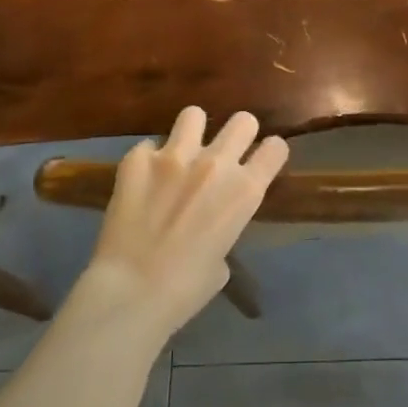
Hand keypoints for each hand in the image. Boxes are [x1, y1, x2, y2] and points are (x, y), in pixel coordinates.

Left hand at [81, 106, 288, 334]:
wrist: (132, 291)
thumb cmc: (186, 289)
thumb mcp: (222, 259)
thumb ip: (223, 226)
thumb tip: (208, 221)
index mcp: (245, 191)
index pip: (275, 148)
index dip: (270, 153)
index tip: (261, 160)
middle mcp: (216, 163)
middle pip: (243, 120)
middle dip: (238, 134)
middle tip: (224, 153)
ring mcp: (174, 156)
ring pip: (193, 115)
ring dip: (191, 133)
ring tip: (180, 153)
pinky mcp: (137, 159)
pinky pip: (147, 146)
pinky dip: (147, 161)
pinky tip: (141, 182)